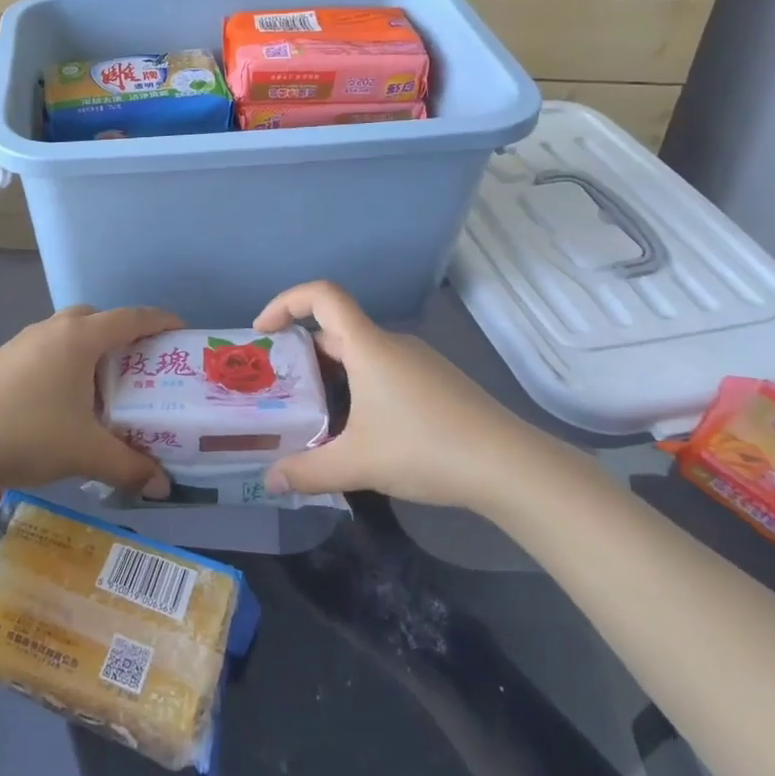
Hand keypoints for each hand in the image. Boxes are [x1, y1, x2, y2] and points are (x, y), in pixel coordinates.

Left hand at [0, 305, 181, 495]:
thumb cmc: (27, 433)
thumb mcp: (85, 453)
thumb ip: (129, 466)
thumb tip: (164, 485)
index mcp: (79, 339)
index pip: (130, 318)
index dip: (159, 321)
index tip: (181, 329)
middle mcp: (51, 330)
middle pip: (95, 319)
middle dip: (121, 335)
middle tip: (139, 365)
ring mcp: (21, 343)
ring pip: (66, 335)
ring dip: (88, 351)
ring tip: (102, 388)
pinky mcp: (1, 361)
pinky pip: (45, 351)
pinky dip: (63, 364)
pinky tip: (61, 402)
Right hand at [255, 281, 554, 511]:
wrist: (510, 467)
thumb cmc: (425, 448)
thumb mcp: (357, 464)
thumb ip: (307, 471)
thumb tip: (270, 480)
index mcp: (368, 346)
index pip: (322, 295)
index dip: (286, 302)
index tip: (263, 332)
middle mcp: (392, 344)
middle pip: (337, 329)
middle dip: (302, 352)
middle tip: (280, 386)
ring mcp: (419, 363)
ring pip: (362, 354)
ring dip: (332, 373)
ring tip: (314, 413)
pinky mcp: (437, 384)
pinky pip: (384, 371)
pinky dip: (360, 386)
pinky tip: (362, 429)